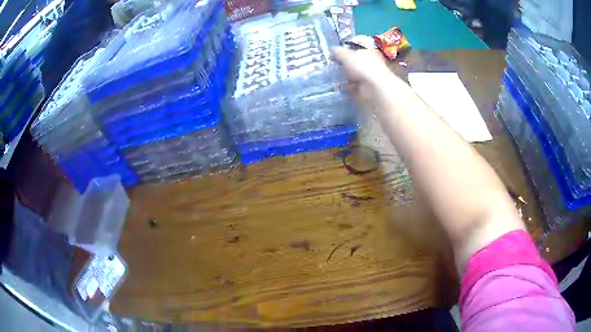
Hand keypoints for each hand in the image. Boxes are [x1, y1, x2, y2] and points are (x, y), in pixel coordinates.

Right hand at [331, 47, 400, 106]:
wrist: (374, 90)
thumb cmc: (362, 67)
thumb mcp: (346, 55)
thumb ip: (338, 52)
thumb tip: (332, 50)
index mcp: (369, 53)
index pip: (356, 51)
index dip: (345, 53)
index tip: (334, 56)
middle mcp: (370, 65)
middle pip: (354, 64)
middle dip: (344, 67)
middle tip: (332, 68)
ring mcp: (368, 79)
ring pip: (353, 77)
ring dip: (344, 79)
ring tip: (333, 79)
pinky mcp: (365, 91)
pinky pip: (352, 89)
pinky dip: (346, 89)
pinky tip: (338, 88)